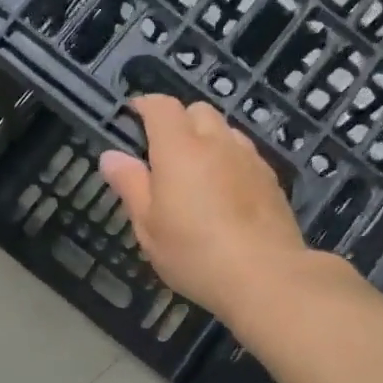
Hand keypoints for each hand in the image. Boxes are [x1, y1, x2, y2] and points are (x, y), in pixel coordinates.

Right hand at [98, 96, 308, 321]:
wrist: (265, 276)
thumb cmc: (194, 253)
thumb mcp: (148, 226)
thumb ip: (130, 185)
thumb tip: (111, 156)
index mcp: (179, 148)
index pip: (161, 106)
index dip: (144, 106)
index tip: (132, 117)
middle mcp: (217, 142)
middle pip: (198, 111)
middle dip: (178, 122)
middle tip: (164, 153)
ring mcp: (249, 158)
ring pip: (225, 131)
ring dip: (207, 140)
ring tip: (196, 173)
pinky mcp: (271, 179)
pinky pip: (245, 155)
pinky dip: (230, 161)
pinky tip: (226, 193)